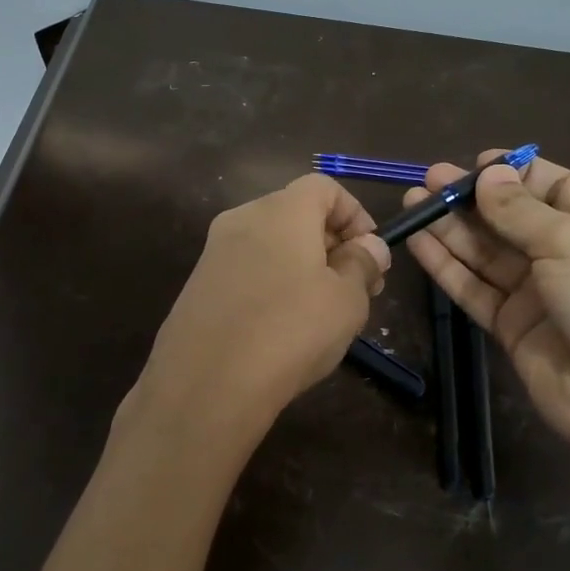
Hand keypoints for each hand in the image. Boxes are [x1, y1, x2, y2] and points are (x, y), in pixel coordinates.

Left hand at [138, 174, 391, 435]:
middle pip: (296, 213)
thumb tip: (369, 246)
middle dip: (332, 243)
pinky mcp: (198, 285)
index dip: (355, 214)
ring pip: (271, 244)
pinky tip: (284, 327)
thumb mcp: (347, 300)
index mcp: (281, 210)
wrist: (206, 384)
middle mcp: (242, 219)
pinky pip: (247, 270)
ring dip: (304, 266)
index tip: (371, 254)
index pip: (323, 186)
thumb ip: (362, 264)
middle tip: (357, 288)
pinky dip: (273, 284)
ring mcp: (214, 252)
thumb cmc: (290, 331)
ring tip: (324, 312)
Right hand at [406, 152, 569, 467]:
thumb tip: (488, 173)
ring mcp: (537, 292)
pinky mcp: (510, 325)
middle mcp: (567, 255)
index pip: (554, 187)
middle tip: (429, 179)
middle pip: (511, 218)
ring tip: (412, 201)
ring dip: (450, 227)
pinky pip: (473, 288)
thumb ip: (521, 211)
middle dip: (471, 198)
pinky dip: (446, 266)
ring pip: (485, 252)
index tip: (475, 162)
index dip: (515, 173)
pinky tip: (418, 242)